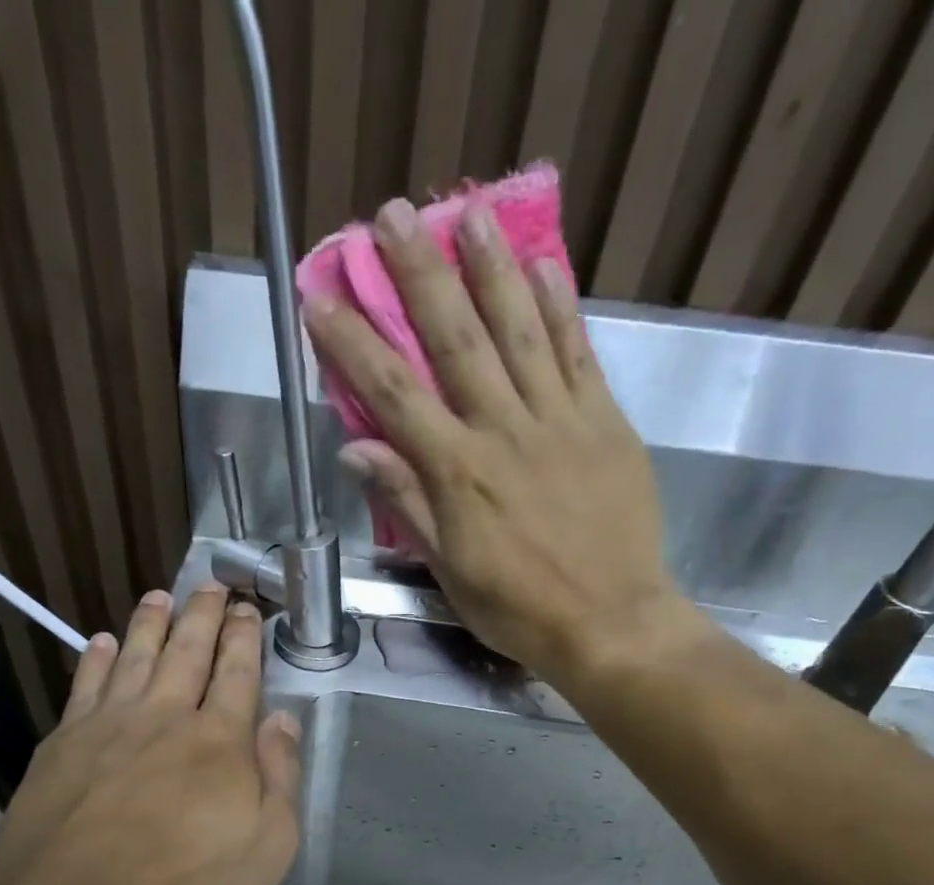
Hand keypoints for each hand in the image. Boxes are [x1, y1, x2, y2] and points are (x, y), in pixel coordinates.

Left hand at [0, 583, 301, 884]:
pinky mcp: (62, 746)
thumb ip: (279, 777)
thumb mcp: (267, 847)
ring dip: (149, 624)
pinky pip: (83, 687)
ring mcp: (108, 727)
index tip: (247, 609)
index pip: (237, 674)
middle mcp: (165, 718)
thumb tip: (282, 719)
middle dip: (202, 616)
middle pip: (186, 653)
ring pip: (133, 658)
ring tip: (159, 597)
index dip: (244, 639)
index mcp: (219, 741)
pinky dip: (94, 660)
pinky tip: (99, 642)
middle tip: (210, 586)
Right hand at [304, 196, 700, 685]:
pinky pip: (579, 353)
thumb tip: (356, 449)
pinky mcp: (605, 421)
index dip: (353, 344)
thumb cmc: (518, 608)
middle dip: (418, 275)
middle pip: (454, 340)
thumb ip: (407, 503)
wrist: (610, 622)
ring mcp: (559, 419)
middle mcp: (504, 431)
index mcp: (458, 473)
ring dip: (490, 269)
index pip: (393, 395)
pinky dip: (560, 306)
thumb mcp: (448, 570)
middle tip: (391, 217)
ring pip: (519, 330)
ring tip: (467, 214)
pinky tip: (543, 265)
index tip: (322, 298)